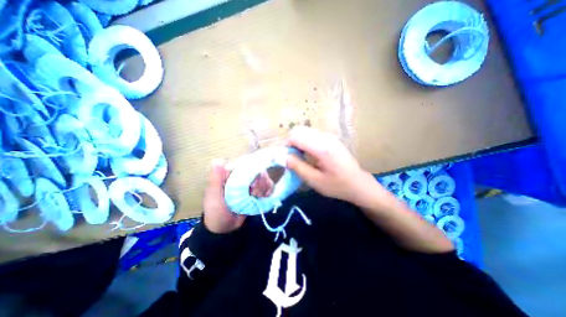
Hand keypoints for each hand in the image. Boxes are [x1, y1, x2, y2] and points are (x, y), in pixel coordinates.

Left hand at [204, 161, 273, 232]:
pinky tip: (263, 197)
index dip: (252, 171)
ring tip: (256, 197)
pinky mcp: (259, 190)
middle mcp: (243, 175)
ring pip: (265, 177)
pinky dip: (269, 190)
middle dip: (259, 183)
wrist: (225, 228)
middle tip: (253, 194)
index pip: (245, 164)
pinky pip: (269, 185)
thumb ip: (215, 180)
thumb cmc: (216, 212)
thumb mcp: (213, 197)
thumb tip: (218, 161)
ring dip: (263, 188)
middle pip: (258, 170)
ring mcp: (252, 183)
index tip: (251, 184)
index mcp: (231, 173)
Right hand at [286, 127, 381, 207]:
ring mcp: (330, 137)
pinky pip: (312, 135)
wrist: (358, 183)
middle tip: (290, 157)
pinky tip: (308, 154)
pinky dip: (305, 142)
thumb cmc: (337, 185)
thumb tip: (284, 156)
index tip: (283, 156)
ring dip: (297, 141)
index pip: (296, 136)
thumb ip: (298, 167)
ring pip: (305, 131)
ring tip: (298, 156)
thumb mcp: (315, 181)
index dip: (286, 144)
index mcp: (322, 148)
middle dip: (290, 142)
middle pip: (300, 130)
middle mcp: (326, 138)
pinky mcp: (331, 139)